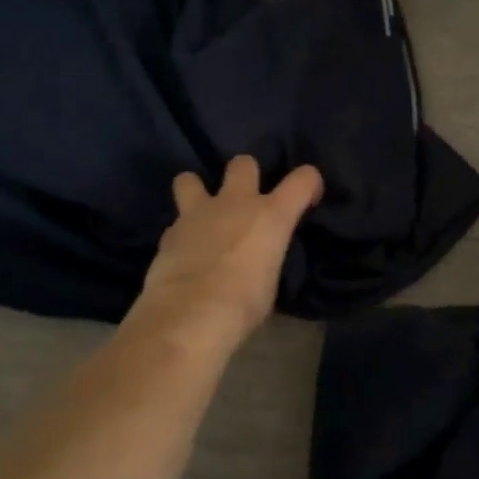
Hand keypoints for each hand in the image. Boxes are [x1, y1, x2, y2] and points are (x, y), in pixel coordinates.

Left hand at [128, 156, 323, 354]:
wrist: (190, 315)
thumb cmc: (243, 305)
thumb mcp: (269, 283)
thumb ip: (265, 258)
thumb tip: (255, 260)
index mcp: (271, 216)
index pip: (303, 179)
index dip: (309, 184)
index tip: (307, 199)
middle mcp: (236, 203)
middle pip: (243, 163)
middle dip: (246, 175)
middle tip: (246, 201)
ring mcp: (198, 213)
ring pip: (191, 178)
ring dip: (197, 191)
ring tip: (201, 214)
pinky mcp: (170, 231)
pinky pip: (176, 221)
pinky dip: (181, 232)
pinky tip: (184, 252)